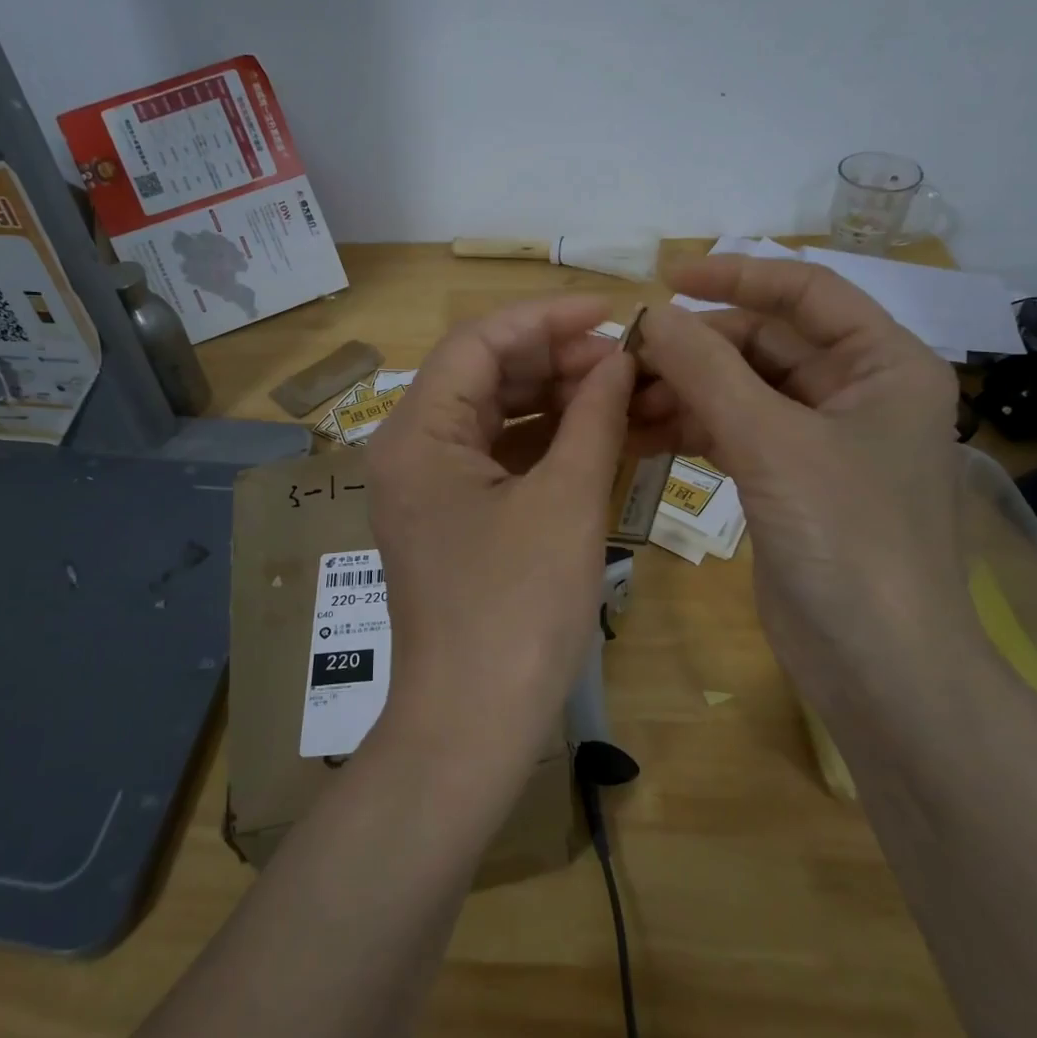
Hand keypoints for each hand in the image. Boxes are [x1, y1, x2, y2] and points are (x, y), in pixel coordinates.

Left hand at [366, 296, 634, 776]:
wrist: (472, 725)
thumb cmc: (517, 610)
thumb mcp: (566, 502)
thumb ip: (593, 417)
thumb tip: (619, 359)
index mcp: (418, 433)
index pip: (478, 342)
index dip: (545, 318)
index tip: (610, 312)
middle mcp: (411, 450)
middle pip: (484, 376)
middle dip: (555, 360)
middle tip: (625, 362)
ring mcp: (429, 487)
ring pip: (495, 417)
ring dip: (555, 400)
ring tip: (621, 392)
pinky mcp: (452, 519)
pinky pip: (499, 459)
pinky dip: (545, 443)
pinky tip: (595, 435)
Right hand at [572, 256, 966, 701]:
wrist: (878, 666)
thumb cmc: (847, 540)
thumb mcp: (772, 442)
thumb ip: (707, 371)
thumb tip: (649, 315)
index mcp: (883, 363)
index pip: (806, 292)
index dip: (736, 277)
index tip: (667, 279)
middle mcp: (857, 391)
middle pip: (764, 343)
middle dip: (695, 349)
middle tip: (624, 358)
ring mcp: (820, 439)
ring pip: (741, 390)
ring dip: (683, 391)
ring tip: (621, 402)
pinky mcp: (788, 480)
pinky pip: (732, 433)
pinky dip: (689, 429)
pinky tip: (640, 433)